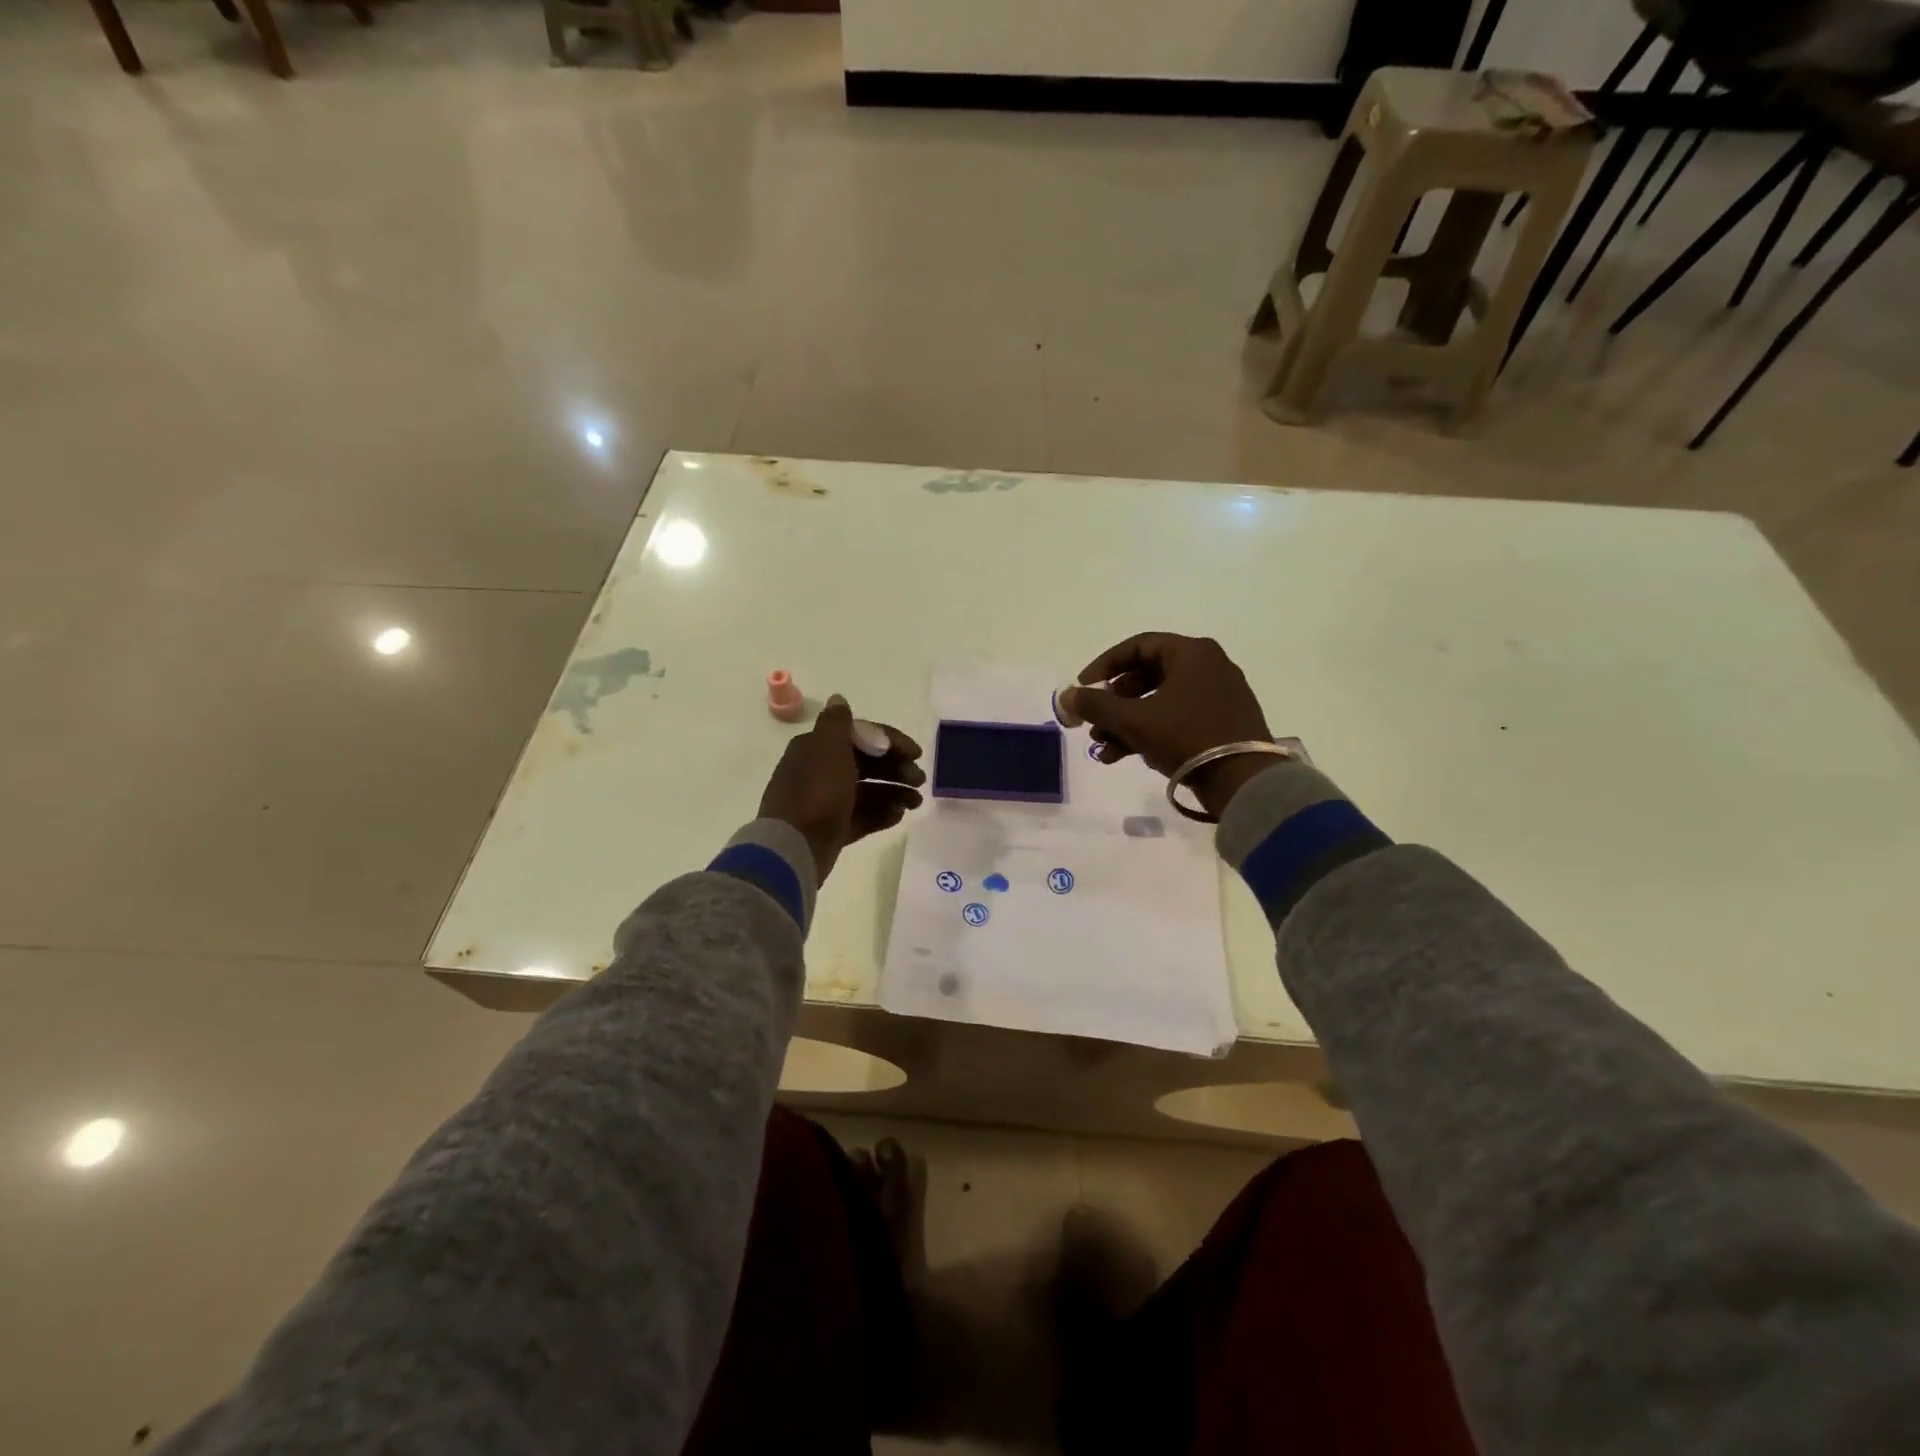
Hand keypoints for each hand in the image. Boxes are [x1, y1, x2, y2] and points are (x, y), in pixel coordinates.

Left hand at [758, 696, 924, 882]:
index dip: (890, 741)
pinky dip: (882, 813)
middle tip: (920, 780)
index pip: (860, 736)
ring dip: (894, 792)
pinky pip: (862, 816)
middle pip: (866, 764)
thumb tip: (839, 699)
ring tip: (916, 803)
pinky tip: (900, 815)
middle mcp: (820, 772)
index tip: (917, 753)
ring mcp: (826, 802)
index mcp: (817, 748)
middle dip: (896, 769)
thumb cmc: (816, 791)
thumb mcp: (828, 748)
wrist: (794, 846)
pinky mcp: (832, 829)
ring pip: (867, 791)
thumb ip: (837, 723)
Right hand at [1060, 634, 1273, 818]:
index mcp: (1192, 653)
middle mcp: (1208, 667)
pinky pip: (1176, 719)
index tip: (1082, 689)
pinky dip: (1150, 733)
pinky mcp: (1222, 723)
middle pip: (1146, 676)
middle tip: (1092, 722)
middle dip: (1113, 702)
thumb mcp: (1134, 720)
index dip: (1103, 667)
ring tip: (1103, 748)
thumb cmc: (1187, 737)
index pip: (1137, 647)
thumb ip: (1096, 704)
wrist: (1244, 781)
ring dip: (1126, 723)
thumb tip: (1065, 696)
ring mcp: (1218, 696)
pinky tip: (1124, 756)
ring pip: (1159, 702)